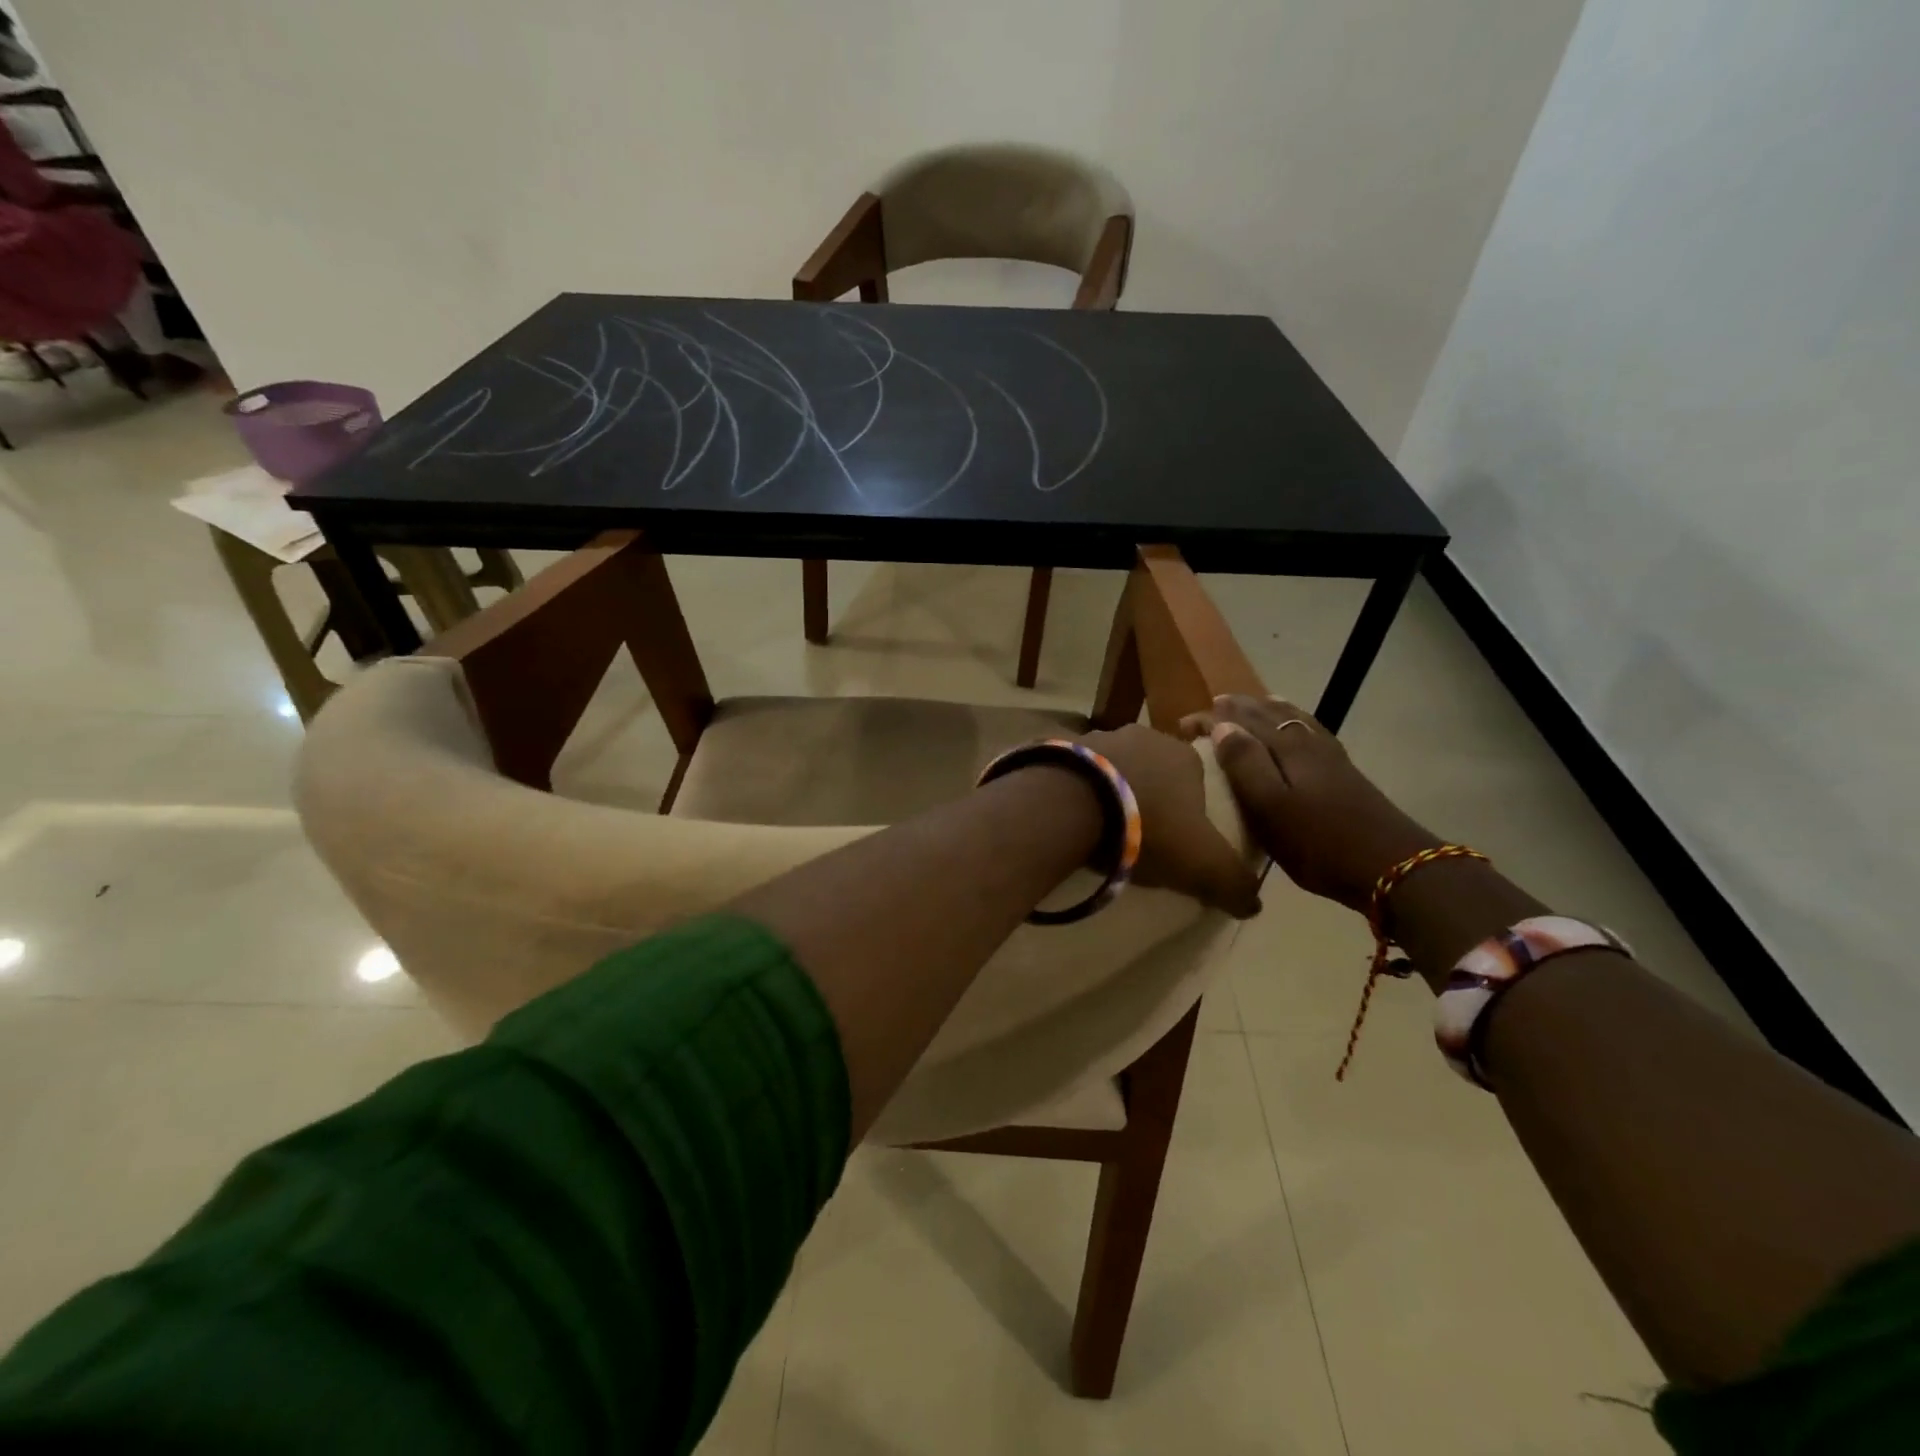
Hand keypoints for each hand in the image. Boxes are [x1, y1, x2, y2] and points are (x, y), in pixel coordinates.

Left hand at [1078, 724, 1262, 919]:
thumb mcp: (1204, 864)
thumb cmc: (1148, 828)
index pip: (1198, 778)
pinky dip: (1078, 789)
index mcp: (1184, 756)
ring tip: (1103, 827)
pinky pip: (1077, 772)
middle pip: (1154, 770)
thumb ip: (1234, 883)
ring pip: (1114, 767)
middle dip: (1150, 796)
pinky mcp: (1062, 748)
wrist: (1072, 805)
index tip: (1182, 837)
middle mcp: (1143, 736)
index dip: (1192, 808)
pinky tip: (1073, 816)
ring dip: (1112, 791)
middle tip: (1141, 834)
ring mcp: (1099, 737)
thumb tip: (1254, 904)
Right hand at [1178, 696, 1437, 913]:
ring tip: (1250, 703)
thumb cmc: (1320, 842)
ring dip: (1267, 710)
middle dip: (1236, 709)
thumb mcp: (1271, 808)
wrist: (1393, 867)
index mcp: (1286, 749)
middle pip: (1268, 715)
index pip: (1240, 721)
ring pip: (1292, 720)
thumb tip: (1222, 726)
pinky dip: (1295, 722)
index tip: (1183, 725)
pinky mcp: (1343, 773)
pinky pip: (1310, 733)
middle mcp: (1307, 743)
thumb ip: (1245, 764)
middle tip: (1210, 708)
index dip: (1211, 720)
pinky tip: (1296, 730)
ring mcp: (1329, 757)